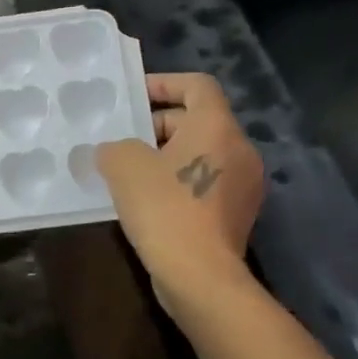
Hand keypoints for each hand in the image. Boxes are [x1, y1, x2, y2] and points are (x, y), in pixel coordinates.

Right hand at [97, 74, 265, 314]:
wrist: (200, 276)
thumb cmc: (164, 208)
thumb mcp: (124, 166)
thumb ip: (114, 147)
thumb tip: (113, 152)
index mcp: (217, 127)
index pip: (197, 86)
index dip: (164, 83)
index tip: (134, 96)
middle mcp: (239, 149)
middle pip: (198, 121)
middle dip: (158, 126)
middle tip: (123, 140)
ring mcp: (243, 185)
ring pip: (201, 155)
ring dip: (166, 157)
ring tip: (129, 172)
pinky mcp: (237, 215)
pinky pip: (205, 184)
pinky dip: (179, 183)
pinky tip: (148, 203)